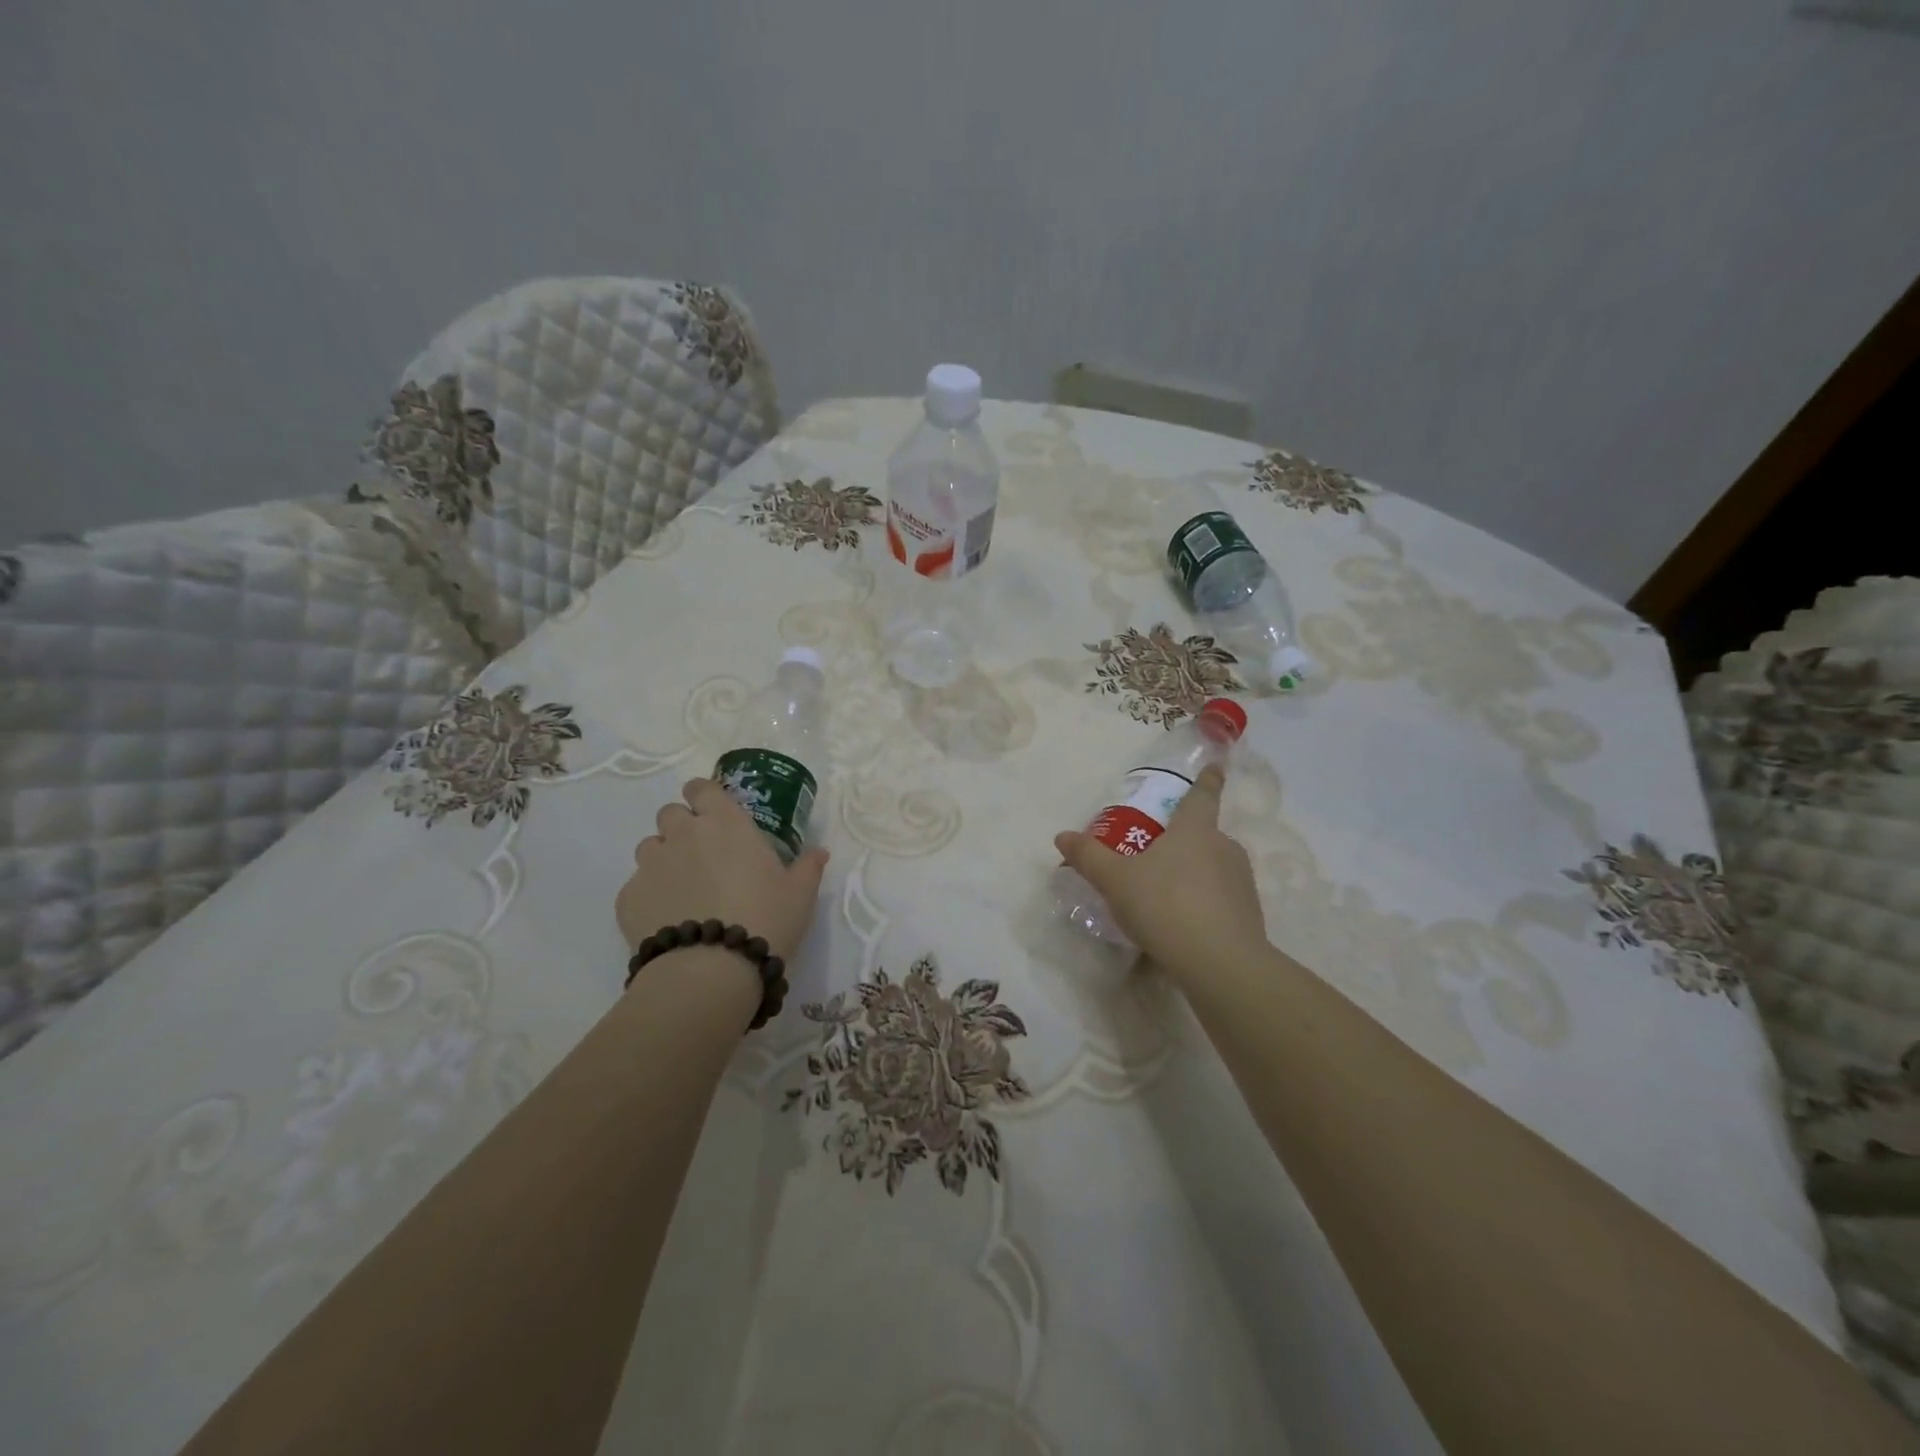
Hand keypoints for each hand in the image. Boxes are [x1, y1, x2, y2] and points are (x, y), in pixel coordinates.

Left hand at [615, 778, 829, 960]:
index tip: (713, 813)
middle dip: (683, 827)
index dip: (703, 796)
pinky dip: (649, 896)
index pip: (701, 788)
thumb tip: (819, 852)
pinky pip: (636, 886)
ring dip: (664, 859)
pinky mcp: (628, 897)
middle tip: (703, 856)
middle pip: (671, 813)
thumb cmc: (765, 920)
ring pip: (650, 847)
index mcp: (725, 823)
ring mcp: (651, 864)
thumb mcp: (800, 895)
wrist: (709, 971)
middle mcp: (684, 834)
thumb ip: (808, 867)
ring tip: (683, 890)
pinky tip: (667, 920)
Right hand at [1053, 764, 1265, 977]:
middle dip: (1185, 840)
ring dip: (1195, 873)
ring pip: (1215, 867)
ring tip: (1167, 894)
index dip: (1208, 780)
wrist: (1220, 963)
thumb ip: (1089, 857)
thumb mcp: (1115, 880)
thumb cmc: (1165, 905)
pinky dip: (1206, 903)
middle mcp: (1224, 848)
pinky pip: (1222, 898)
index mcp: (1195, 830)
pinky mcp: (1249, 915)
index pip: (1202, 795)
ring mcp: (1241, 882)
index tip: (1217, 767)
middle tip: (1159, 853)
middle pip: (1205, 834)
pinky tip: (1184, 924)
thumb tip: (1062, 836)